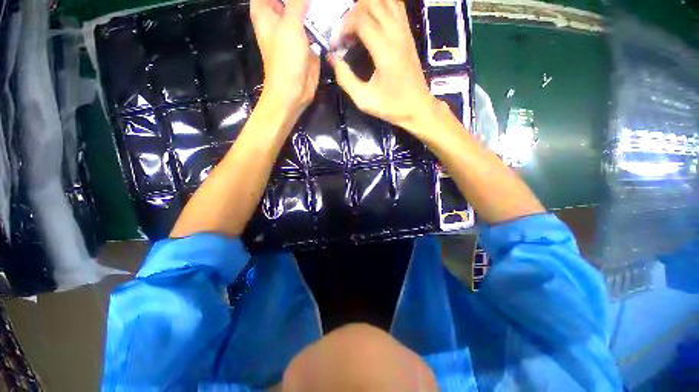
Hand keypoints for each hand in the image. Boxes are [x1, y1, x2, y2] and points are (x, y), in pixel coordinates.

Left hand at [250, 0, 319, 115]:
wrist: (294, 91)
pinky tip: (333, 13)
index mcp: (265, 11)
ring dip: (315, 7)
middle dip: (304, 0)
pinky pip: (315, 26)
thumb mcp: (290, 25)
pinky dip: (323, 21)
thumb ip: (297, 3)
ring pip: (304, 10)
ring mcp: (294, 30)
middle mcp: (279, 17)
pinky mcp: (308, 43)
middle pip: (289, 0)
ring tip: (329, 3)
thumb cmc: (285, 59)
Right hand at [329, 0, 437, 132]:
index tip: (336, 45)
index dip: (342, 27)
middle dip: (352, 13)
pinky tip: (373, 21)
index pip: (359, 19)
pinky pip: (396, 6)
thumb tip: (332, 58)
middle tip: (345, 34)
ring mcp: (404, 30)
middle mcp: (396, 32)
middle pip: (371, 2)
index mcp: (384, 49)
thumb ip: (345, 78)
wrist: (418, 107)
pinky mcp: (408, 33)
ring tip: (357, 25)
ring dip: (367, 6)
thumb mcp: (364, 99)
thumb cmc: (391, 106)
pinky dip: (381, 6)